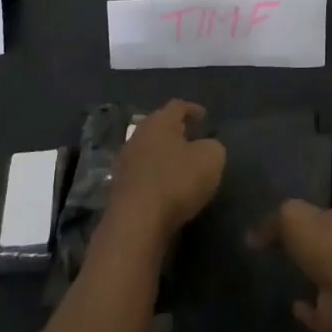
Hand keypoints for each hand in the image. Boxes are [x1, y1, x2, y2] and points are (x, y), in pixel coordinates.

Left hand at [107, 100, 224, 248]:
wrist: (135, 224)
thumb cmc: (176, 181)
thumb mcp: (211, 159)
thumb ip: (213, 147)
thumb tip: (207, 147)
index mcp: (160, 122)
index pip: (178, 106)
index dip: (193, 109)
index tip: (205, 117)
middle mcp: (139, 136)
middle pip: (159, 127)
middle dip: (175, 131)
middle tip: (192, 138)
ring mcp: (125, 163)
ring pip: (148, 151)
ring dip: (163, 156)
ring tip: (180, 166)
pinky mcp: (119, 189)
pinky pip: (141, 175)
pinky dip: (154, 177)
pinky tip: (166, 188)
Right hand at [271, 200, 331, 331]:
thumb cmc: (329, 242)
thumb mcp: (293, 217)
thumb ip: (273, 223)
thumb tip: (252, 236)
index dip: (320, 213)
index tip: (302, 220)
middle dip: (320, 248)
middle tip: (294, 250)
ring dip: (316, 280)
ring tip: (291, 279)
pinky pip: (324, 313)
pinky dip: (310, 312)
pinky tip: (294, 307)